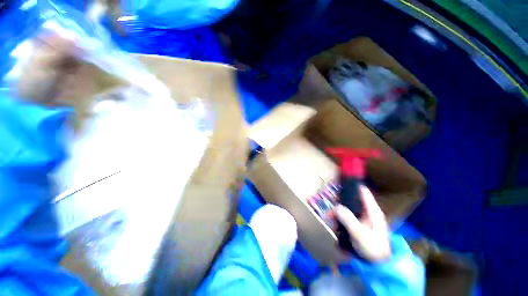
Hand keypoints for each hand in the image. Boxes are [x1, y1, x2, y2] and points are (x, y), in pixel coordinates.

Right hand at [335, 185, 390, 261]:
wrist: (377, 264)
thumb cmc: (372, 248)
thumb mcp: (360, 235)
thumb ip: (349, 220)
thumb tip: (337, 207)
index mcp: (372, 210)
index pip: (363, 191)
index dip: (352, 185)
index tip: (340, 182)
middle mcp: (367, 210)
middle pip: (353, 197)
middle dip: (341, 197)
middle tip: (330, 200)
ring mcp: (362, 216)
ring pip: (348, 205)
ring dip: (338, 207)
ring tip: (329, 213)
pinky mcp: (358, 222)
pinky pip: (347, 213)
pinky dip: (339, 214)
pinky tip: (333, 219)